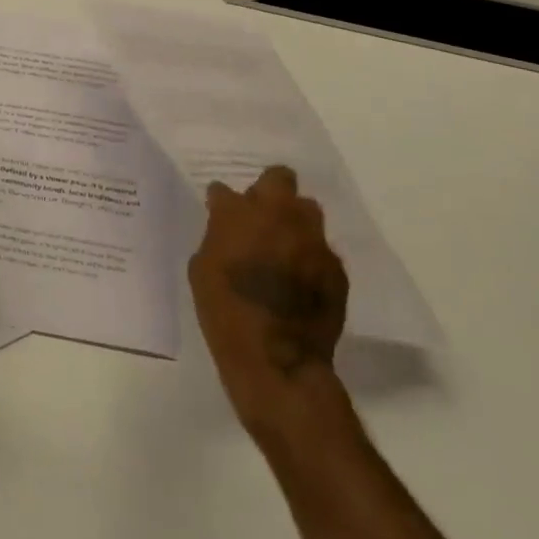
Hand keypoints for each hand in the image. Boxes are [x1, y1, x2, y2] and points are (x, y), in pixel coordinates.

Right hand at [189, 166, 348, 420]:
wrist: (277, 359)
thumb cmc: (225, 313)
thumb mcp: (202, 270)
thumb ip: (217, 238)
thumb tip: (227, 230)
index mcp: (237, 213)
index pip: (223, 190)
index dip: (222, 202)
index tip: (220, 214)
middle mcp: (278, 214)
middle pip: (279, 178)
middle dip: (269, 191)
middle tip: (261, 216)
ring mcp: (311, 239)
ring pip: (308, 210)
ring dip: (294, 221)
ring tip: (286, 246)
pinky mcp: (336, 267)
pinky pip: (321, 250)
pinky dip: (310, 258)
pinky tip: (302, 280)